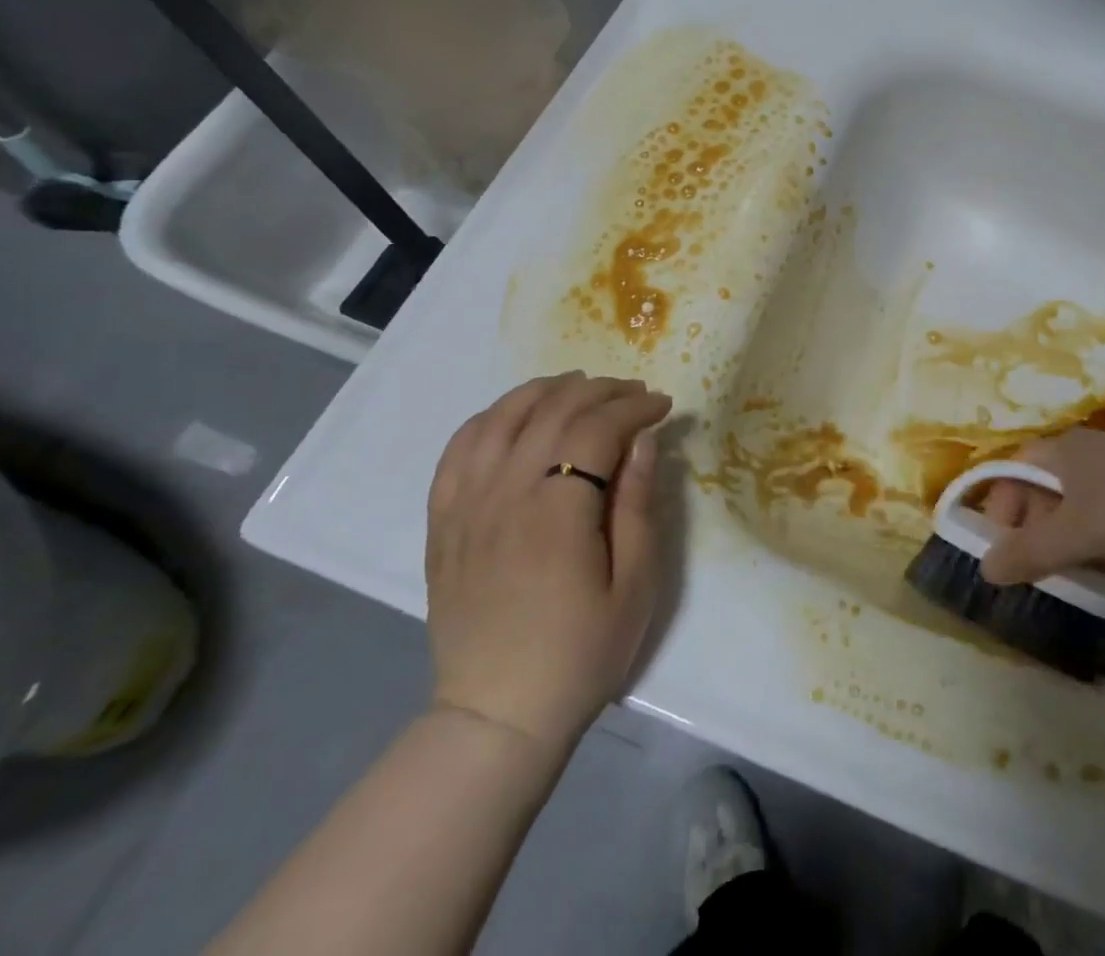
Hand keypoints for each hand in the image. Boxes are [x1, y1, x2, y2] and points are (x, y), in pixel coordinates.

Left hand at [424, 372, 672, 745]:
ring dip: (546, 391)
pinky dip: (492, 417)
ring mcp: (465, 505)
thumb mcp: (635, 584)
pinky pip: (460, 448)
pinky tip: (516, 416)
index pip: (597, 427)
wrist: (498, 716)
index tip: (662, 405)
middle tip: (633, 394)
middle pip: (552, 410)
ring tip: (580, 388)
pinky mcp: (442, 521)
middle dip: (600, 391)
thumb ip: (638, 504)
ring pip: (502, 416)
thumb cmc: (581, 652)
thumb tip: (643, 439)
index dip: (634, 406)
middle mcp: (505, 493)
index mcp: (557, 510)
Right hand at [976, 429, 1104, 584]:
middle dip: (1032, 531)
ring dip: (1063, 540)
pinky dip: (1093, 538)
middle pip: (1038, 490)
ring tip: (1073, 574)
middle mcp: (1080, 452)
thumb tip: (985, 568)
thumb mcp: (1077, 534)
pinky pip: (1099, 511)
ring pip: (1070, 505)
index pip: (1010, 473)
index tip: (1002, 550)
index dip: (999, 509)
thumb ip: (1029, 552)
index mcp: (1058, 450)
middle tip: (1038, 570)